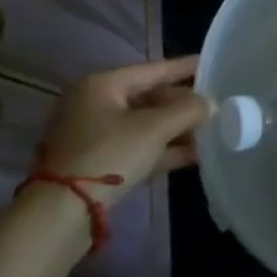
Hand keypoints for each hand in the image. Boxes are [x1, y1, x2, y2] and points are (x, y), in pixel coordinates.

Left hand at [40, 56, 213, 202]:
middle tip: (215, 105)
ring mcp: (94, 135)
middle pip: (149, 97)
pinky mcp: (97, 163)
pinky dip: (162, 149)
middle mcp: (95, 104)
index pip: (153, 70)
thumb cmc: (109, 155)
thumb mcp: (154, 128)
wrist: (61, 213)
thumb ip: (188, 110)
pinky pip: (137, 147)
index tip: (210, 63)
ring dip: (176, 129)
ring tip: (211, 131)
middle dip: (183, 104)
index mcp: (103, 85)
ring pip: (144, 125)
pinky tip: (193, 155)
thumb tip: (211, 103)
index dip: (184, 68)